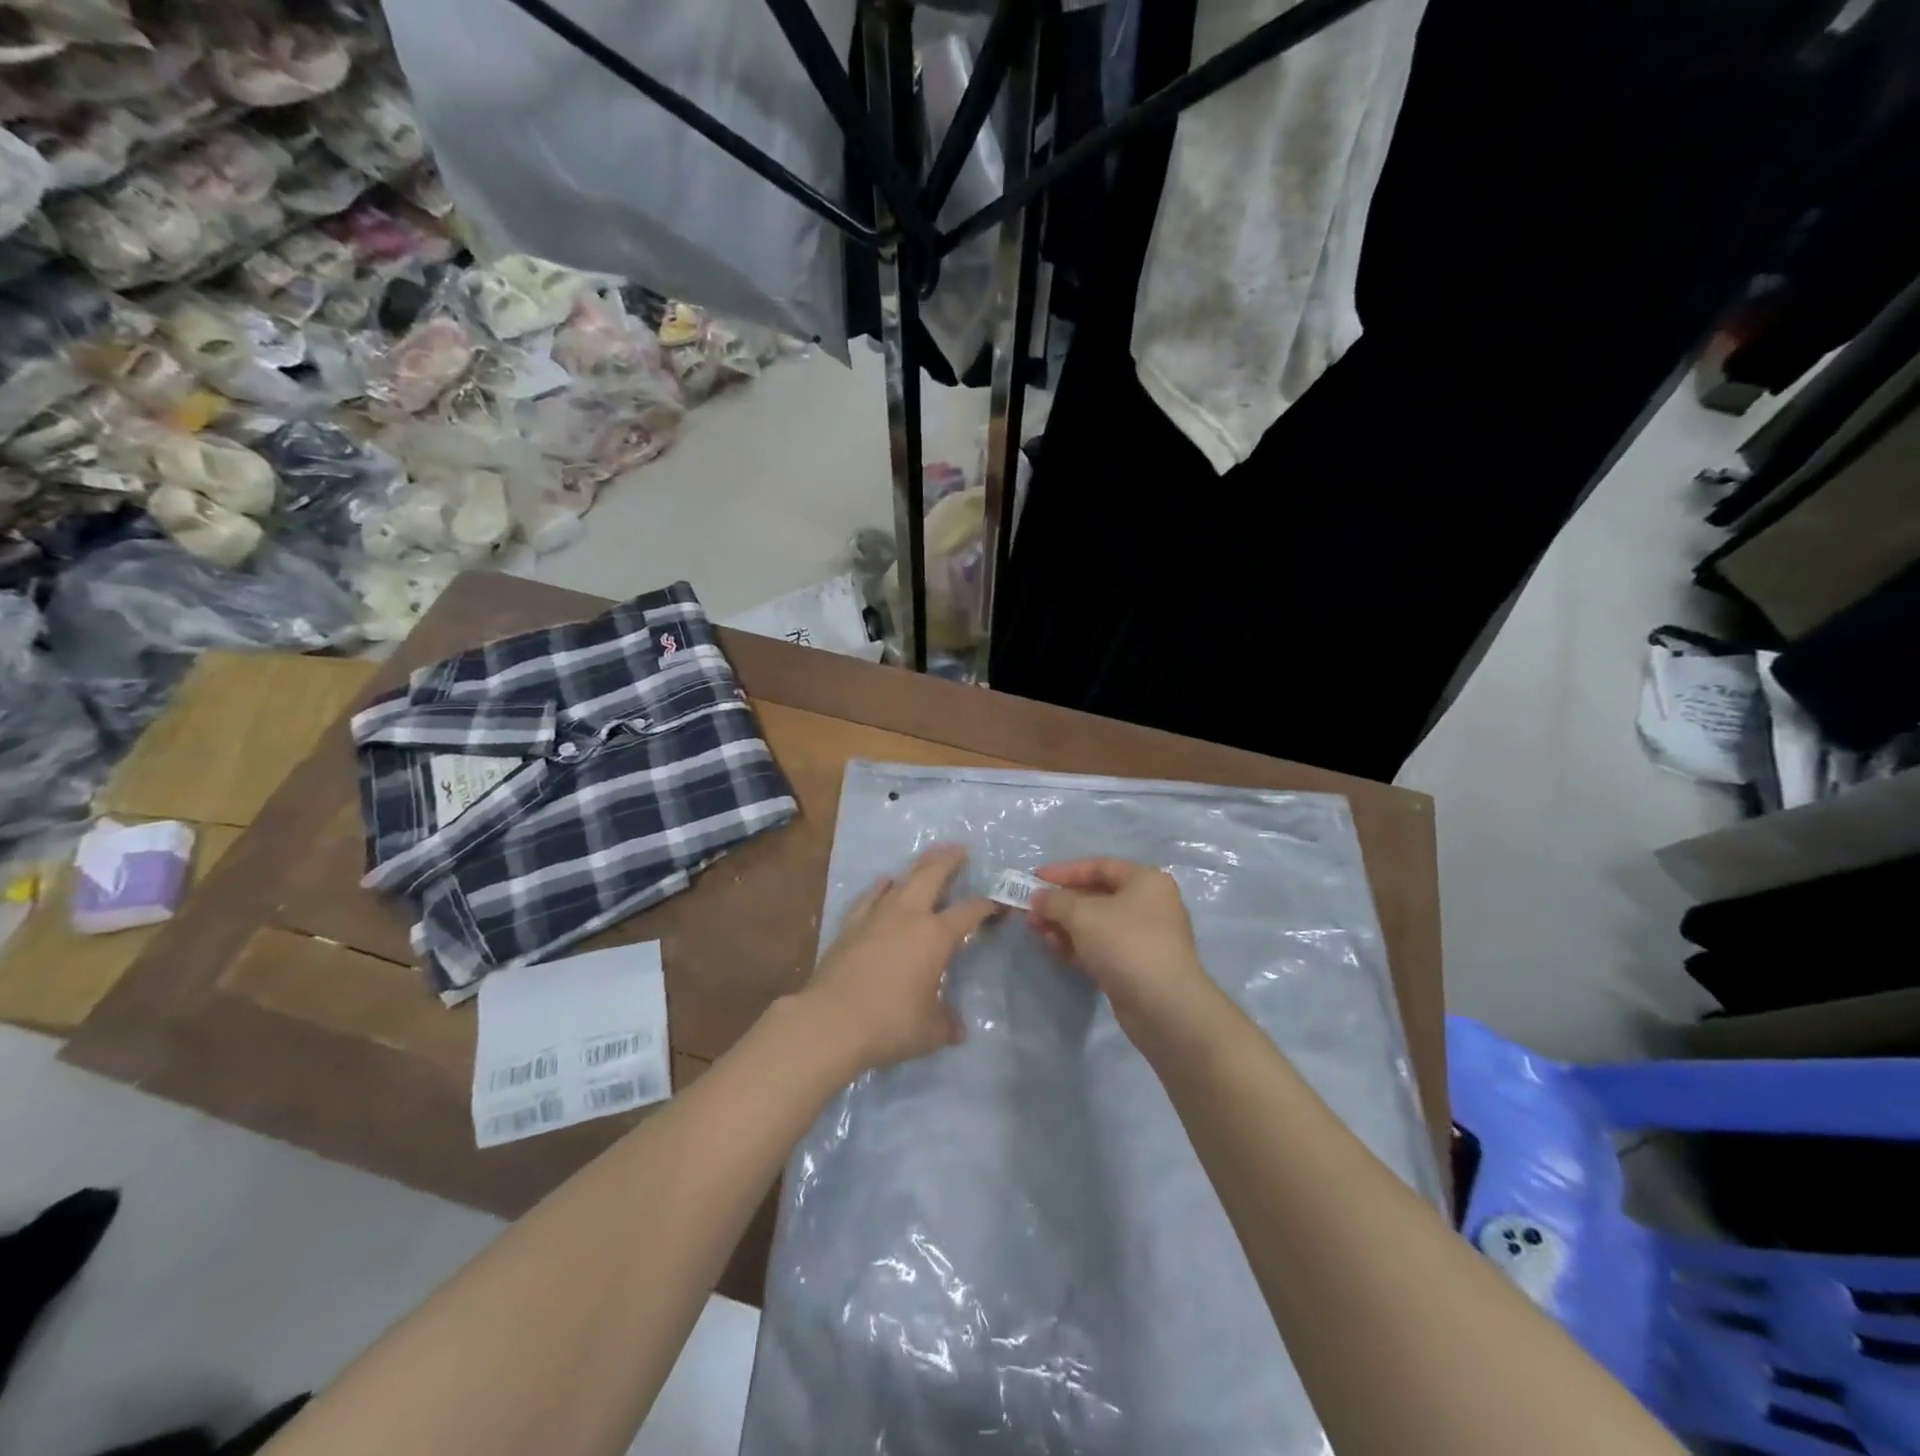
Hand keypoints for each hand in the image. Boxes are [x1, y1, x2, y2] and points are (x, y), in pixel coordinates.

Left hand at [801, 845, 996, 1073]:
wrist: (831, 1021)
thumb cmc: (889, 1023)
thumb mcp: (929, 1031)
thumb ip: (946, 1024)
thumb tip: (957, 1029)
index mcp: (935, 936)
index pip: (968, 912)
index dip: (985, 906)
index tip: (995, 904)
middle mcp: (908, 916)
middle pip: (932, 875)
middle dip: (949, 859)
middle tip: (961, 849)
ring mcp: (876, 916)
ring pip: (901, 880)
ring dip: (918, 866)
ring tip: (928, 858)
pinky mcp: (850, 925)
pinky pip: (870, 896)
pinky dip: (880, 886)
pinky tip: (884, 881)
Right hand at [1028, 858, 1219, 1041]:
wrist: (1164, 1006)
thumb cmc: (1125, 944)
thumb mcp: (1082, 914)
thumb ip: (1055, 900)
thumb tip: (1037, 898)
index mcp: (1145, 880)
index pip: (1099, 866)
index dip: (1064, 871)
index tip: (1034, 879)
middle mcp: (1149, 904)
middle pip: (1096, 895)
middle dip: (1060, 903)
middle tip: (1030, 911)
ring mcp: (1144, 937)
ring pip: (1096, 924)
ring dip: (1064, 925)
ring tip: (1036, 930)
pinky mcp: (1136, 966)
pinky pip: (1101, 947)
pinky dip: (1077, 945)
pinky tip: (1054, 949)